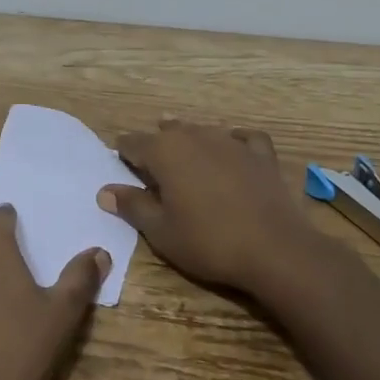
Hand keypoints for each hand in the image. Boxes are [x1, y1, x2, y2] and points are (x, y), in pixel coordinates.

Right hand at [97, 120, 326, 299]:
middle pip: (168, 132)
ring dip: (190, 140)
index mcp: (165, 151)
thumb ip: (132, 206)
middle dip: (156, 145)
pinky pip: (243, 137)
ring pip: (202, 130)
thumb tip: (105, 191)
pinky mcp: (261, 153)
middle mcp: (196, 136)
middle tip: (152, 166)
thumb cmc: (208, 242)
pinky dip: (234, 141)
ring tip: (186, 155)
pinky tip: (233, 148)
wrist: (274, 249)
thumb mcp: (161, 231)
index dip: (123, 153)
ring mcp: (231, 141)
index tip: (120, 165)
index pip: (133, 143)